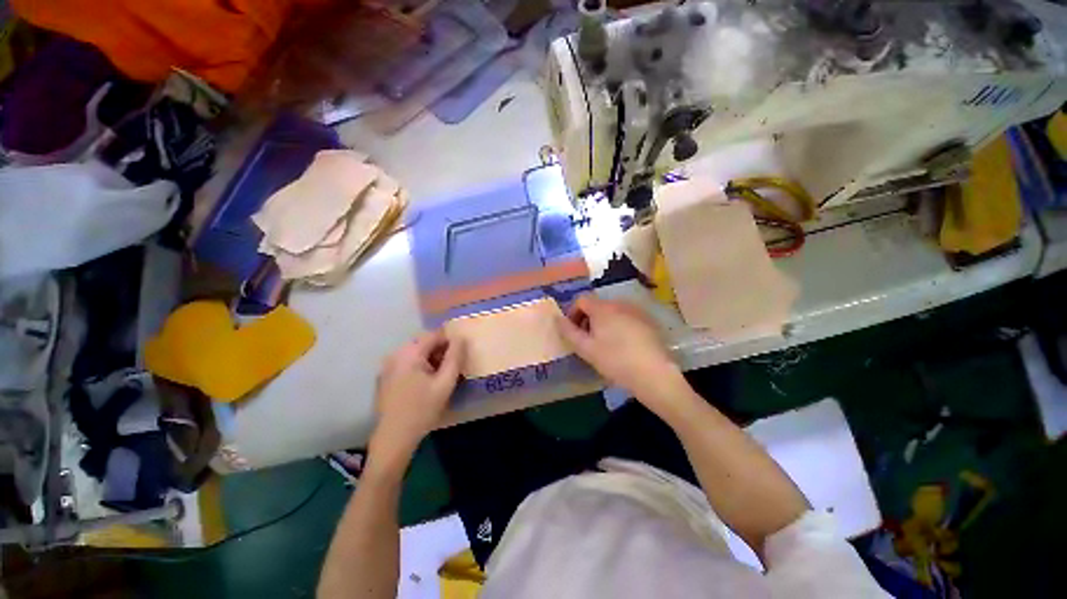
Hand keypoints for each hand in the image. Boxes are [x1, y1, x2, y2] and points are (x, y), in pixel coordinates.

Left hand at [369, 330, 463, 471]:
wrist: (394, 438)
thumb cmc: (422, 409)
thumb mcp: (445, 383)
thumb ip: (455, 357)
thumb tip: (461, 338)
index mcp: (410, 353)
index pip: (435, 335)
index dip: (450, 342)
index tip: (460, 356)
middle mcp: (395, 354)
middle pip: (424, 342)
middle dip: (440, 351)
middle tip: (452, 368)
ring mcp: (388, 365)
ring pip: (416, 353)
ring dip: (431, 359)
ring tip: (440, 377)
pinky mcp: (385, 377)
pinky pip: (406, 363)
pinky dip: (419, 366)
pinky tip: (425, 384)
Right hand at [555, 294, 686, 414]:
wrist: (654, 374)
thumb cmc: (615, 360)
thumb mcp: (586, 349)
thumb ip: (568, 332)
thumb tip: (557, 318)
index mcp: (602, 308)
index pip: (581, 300)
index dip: (572, 313)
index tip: (573, 332)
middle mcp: (619, 303)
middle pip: (596, 305)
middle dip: (587, 319)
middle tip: (587, 341)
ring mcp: (636, 311)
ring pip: (611, 312)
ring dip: (602, 323)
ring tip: (604, 344)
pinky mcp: (648, 321)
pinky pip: (626, 318)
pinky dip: (618, 326)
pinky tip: (623, 345)